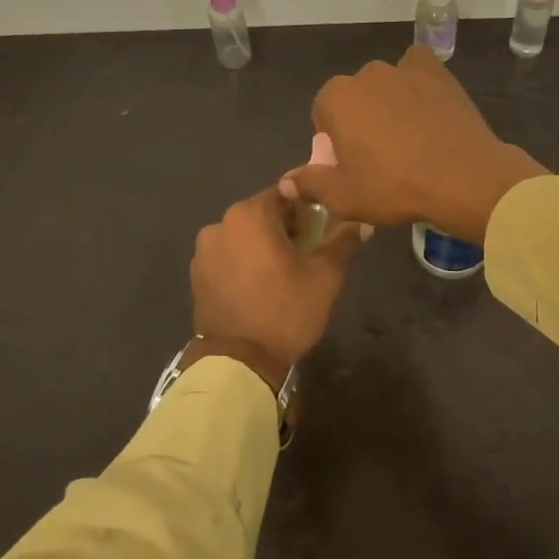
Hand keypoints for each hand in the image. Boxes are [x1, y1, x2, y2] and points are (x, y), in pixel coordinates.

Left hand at [188, 187, 368, 389]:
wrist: (238, 364)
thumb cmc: (285, 311)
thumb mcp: (325, 276)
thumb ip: (343, 241)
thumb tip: (361, 221)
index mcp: (249, 214)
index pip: (287, 194)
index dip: (309, 208)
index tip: (324, 228)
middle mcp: (220, 224)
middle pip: (263, 214)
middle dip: (286, 228)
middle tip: (309, 252)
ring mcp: (203, 252)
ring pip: (244, 236)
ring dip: (264, 246)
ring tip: (284, 273)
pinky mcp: (197, 277)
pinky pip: (229, 257)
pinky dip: (245, 263)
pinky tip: (261, 286)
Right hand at [284, 45, 546, 243]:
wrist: (462, 177)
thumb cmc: (394, 187)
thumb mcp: (344, 197)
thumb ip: (310, 184)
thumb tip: (286, 181)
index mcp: (336, 98)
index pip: (323, 114)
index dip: (334, 141)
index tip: (351, 165)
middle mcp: (366, 74)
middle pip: (354, 97)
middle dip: (360, 119)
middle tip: (380, 156)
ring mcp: (403, 69)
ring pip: (385, 85)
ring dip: (389, 103)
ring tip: (409, 138)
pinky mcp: (436, 72)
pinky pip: (418, 68)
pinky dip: (417, 81)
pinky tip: (427, 105)